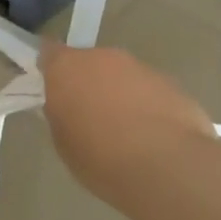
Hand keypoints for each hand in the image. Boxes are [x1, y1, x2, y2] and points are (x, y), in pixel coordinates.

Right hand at [39, 41, 215, 219]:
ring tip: (127, 133)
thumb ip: (61, 116)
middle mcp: (102, 57)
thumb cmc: (101, 158)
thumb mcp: (64, 143)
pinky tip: (154, 138)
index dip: (50, 68)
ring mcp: (140, 67)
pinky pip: (150, 91)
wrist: (168, 167)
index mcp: (67, 68)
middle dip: (89, 83)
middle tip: (91, 116)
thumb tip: (68, 108)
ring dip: (120, 95)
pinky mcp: (171, 84)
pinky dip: (148, 107)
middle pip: (89, 63)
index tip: (52, 87)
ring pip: (122, 76)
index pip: (49, 52)